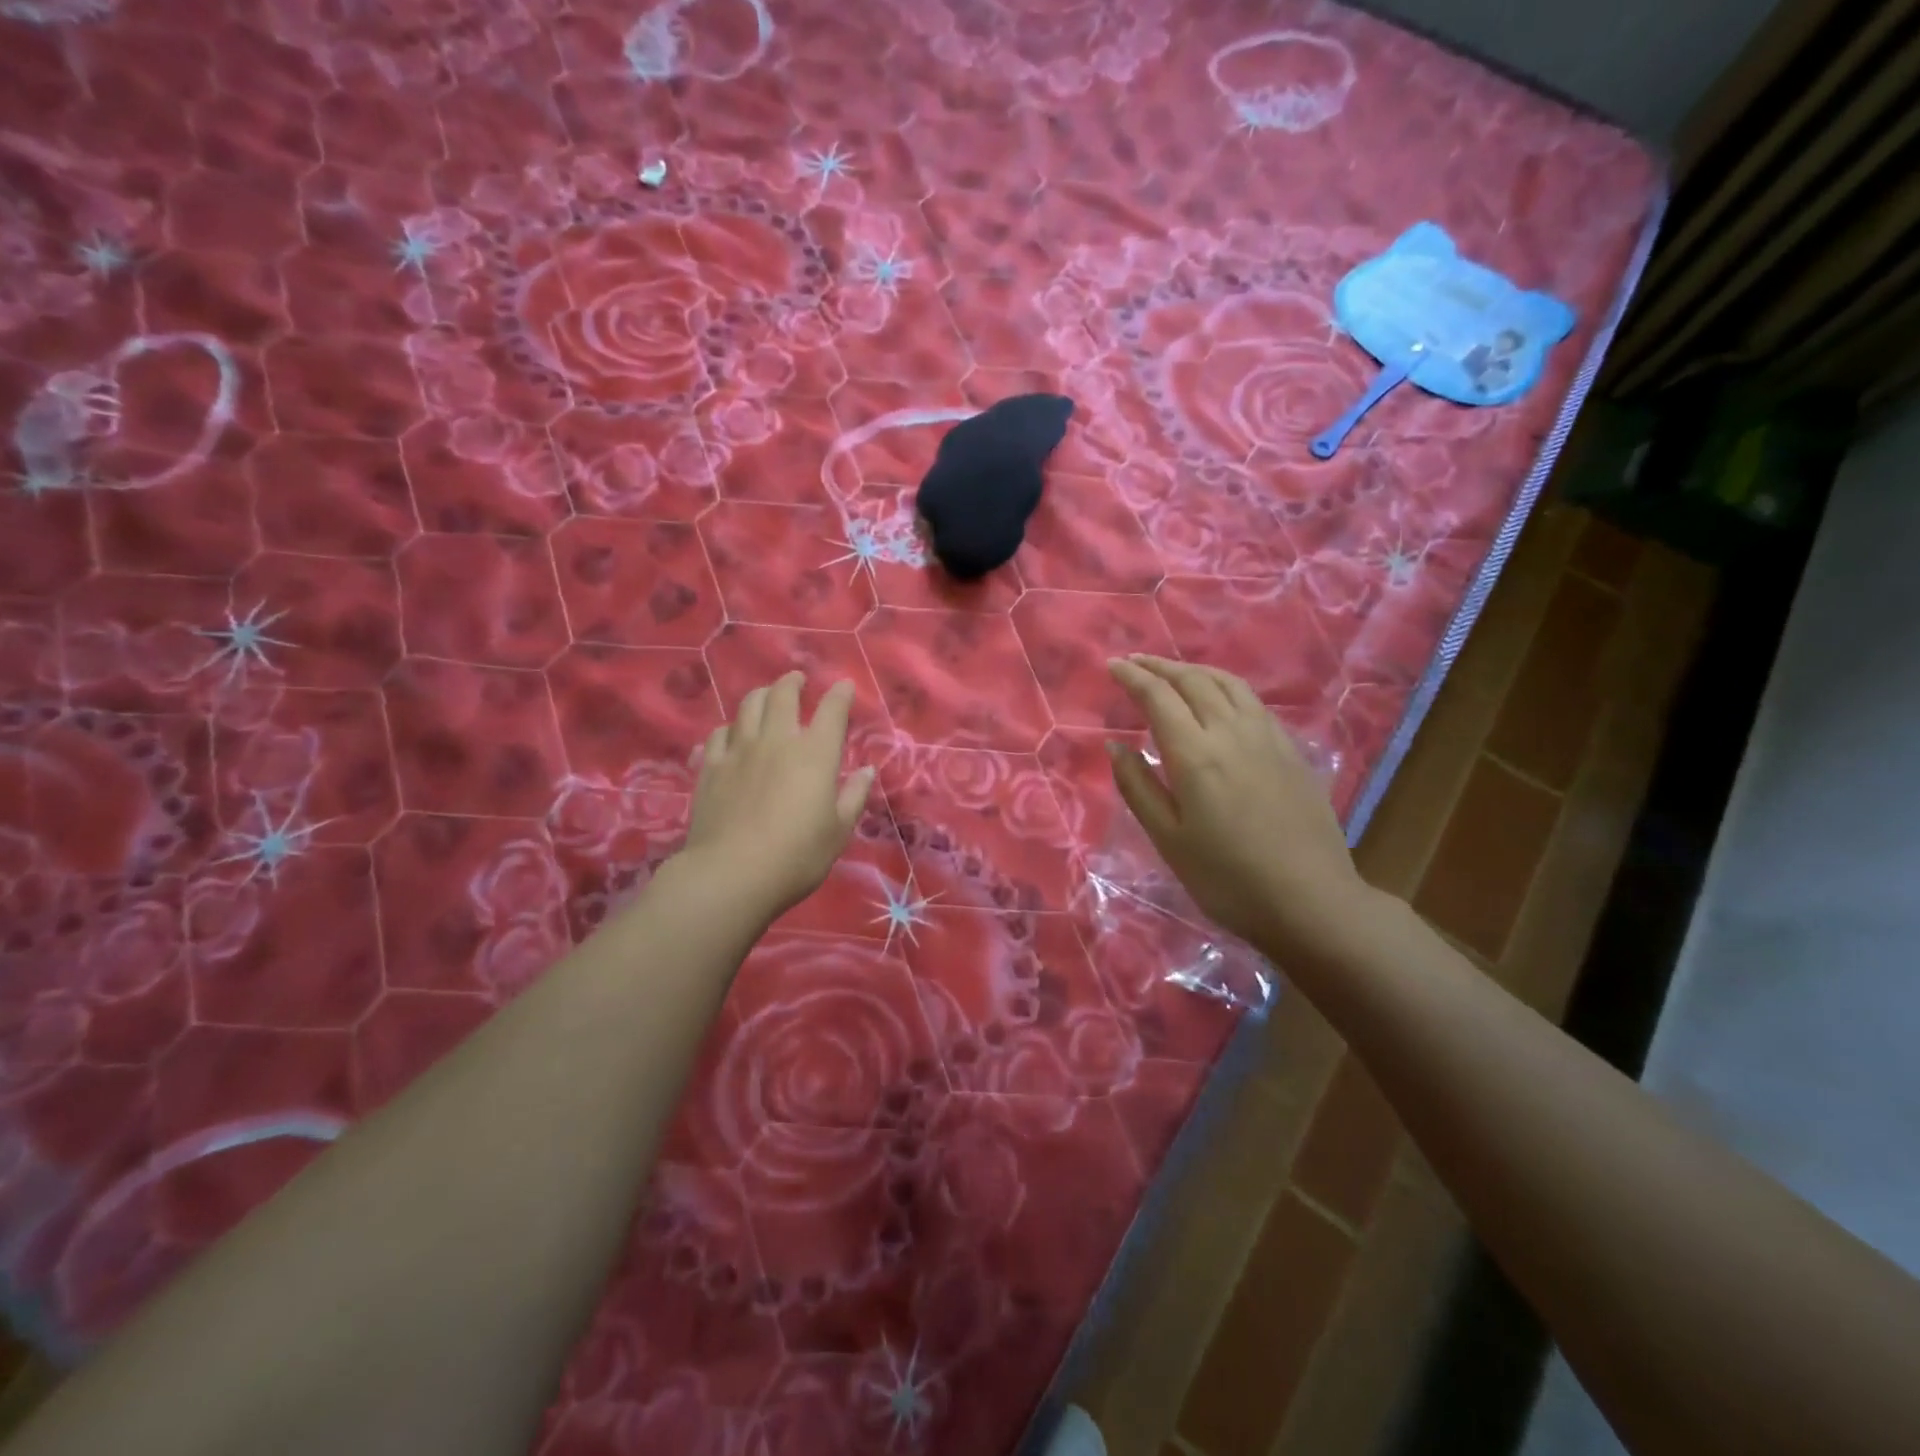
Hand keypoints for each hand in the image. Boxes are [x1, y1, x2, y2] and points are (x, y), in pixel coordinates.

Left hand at [682, 672, 874, 919]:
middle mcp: (777, 741)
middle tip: (797, 680)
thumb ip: (853, 796)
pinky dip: (728, 730)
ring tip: (766, 697)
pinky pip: (717, 736)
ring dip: (760, 696)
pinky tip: (729, 736)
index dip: (840, 694)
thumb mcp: (838, 831)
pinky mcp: (710, 768)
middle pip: (782, 695)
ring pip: (748, 707)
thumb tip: (866, 771)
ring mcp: (739, 751)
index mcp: (815, 754)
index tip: (844, 687)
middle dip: (793, 682)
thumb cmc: (797, 856)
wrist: (732, 874)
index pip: (831, 710)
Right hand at [1107, 655, 1372, 961]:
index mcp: (1196, 754)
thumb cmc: (1227, 878)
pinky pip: (1252, 701)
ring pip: (1227, 684)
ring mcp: (1267, 738)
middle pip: (1193, 681)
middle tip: (1135, 662)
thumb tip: (1116, 746)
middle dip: (1160, 666)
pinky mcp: (1290, 750)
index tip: (1112, 666)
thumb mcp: (1168, 839)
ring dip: (1194, 670)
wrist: (1310, 901)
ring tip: (1173, 671)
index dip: (1133, 677)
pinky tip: (1219, 699)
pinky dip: (1224, 686)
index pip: (1158, 697)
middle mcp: (1232, 732)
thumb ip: (1138, 787)